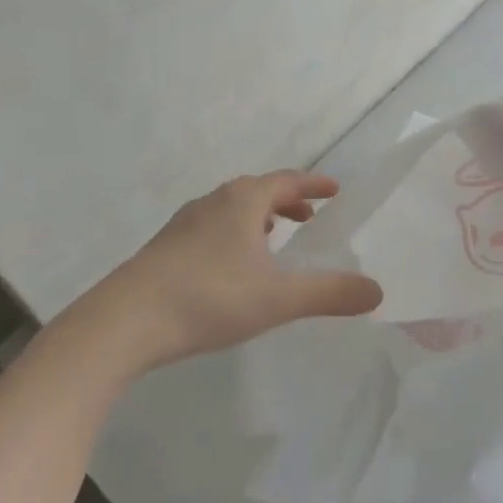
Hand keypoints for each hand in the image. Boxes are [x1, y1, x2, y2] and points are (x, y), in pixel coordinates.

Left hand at [82, 171, 381, 373]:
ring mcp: (184, 224)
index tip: (335, 190)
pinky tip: (230, 267)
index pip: (286, 181)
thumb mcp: (278, 298)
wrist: (125, 321)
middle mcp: (213, 202)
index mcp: (243, 201)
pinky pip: (210, 228)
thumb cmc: (209, 298)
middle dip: (286, 200)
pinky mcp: (164, 248)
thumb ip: (329, 294)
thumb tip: (377, 292)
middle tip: (308, 217)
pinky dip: (232, 234)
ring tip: (272, 238)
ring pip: (230, 209)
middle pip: (257, 190)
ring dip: (257, 217)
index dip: (313, 185)